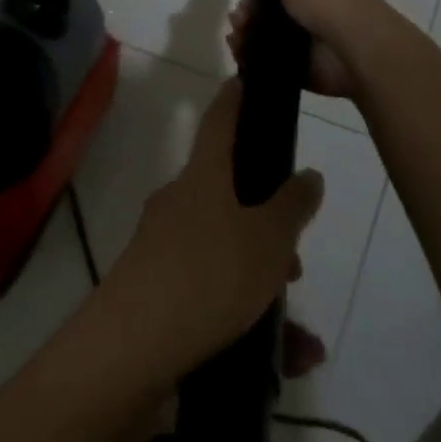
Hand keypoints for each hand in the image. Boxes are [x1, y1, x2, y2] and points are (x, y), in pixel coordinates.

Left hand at [98, 80, 323, 379]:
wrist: (132, 348)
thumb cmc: (209, 274)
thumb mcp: (269, 239)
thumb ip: (292, 206)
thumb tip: (308, 175)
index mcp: (202, 176)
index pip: (220, 119)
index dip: (236, 98)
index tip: (248, 81)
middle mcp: (178, 202)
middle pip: (227, 193)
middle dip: (266, 221)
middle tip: (296, 255)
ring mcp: (162, 247)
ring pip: (223, 248)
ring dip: (260, 276)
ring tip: (298, 327)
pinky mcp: (156, 291)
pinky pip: (210, 292)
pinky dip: (245, 317)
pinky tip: (283, 360)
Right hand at [225, 0, 395, 97]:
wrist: (354, 48)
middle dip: (254, 2)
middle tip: (239, 10)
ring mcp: (312, 30)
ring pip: (272, 26)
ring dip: (248, 28)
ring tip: (237, 31)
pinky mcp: (305, 60)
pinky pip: (272, 55)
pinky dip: (252, 54)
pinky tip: (239, 50)